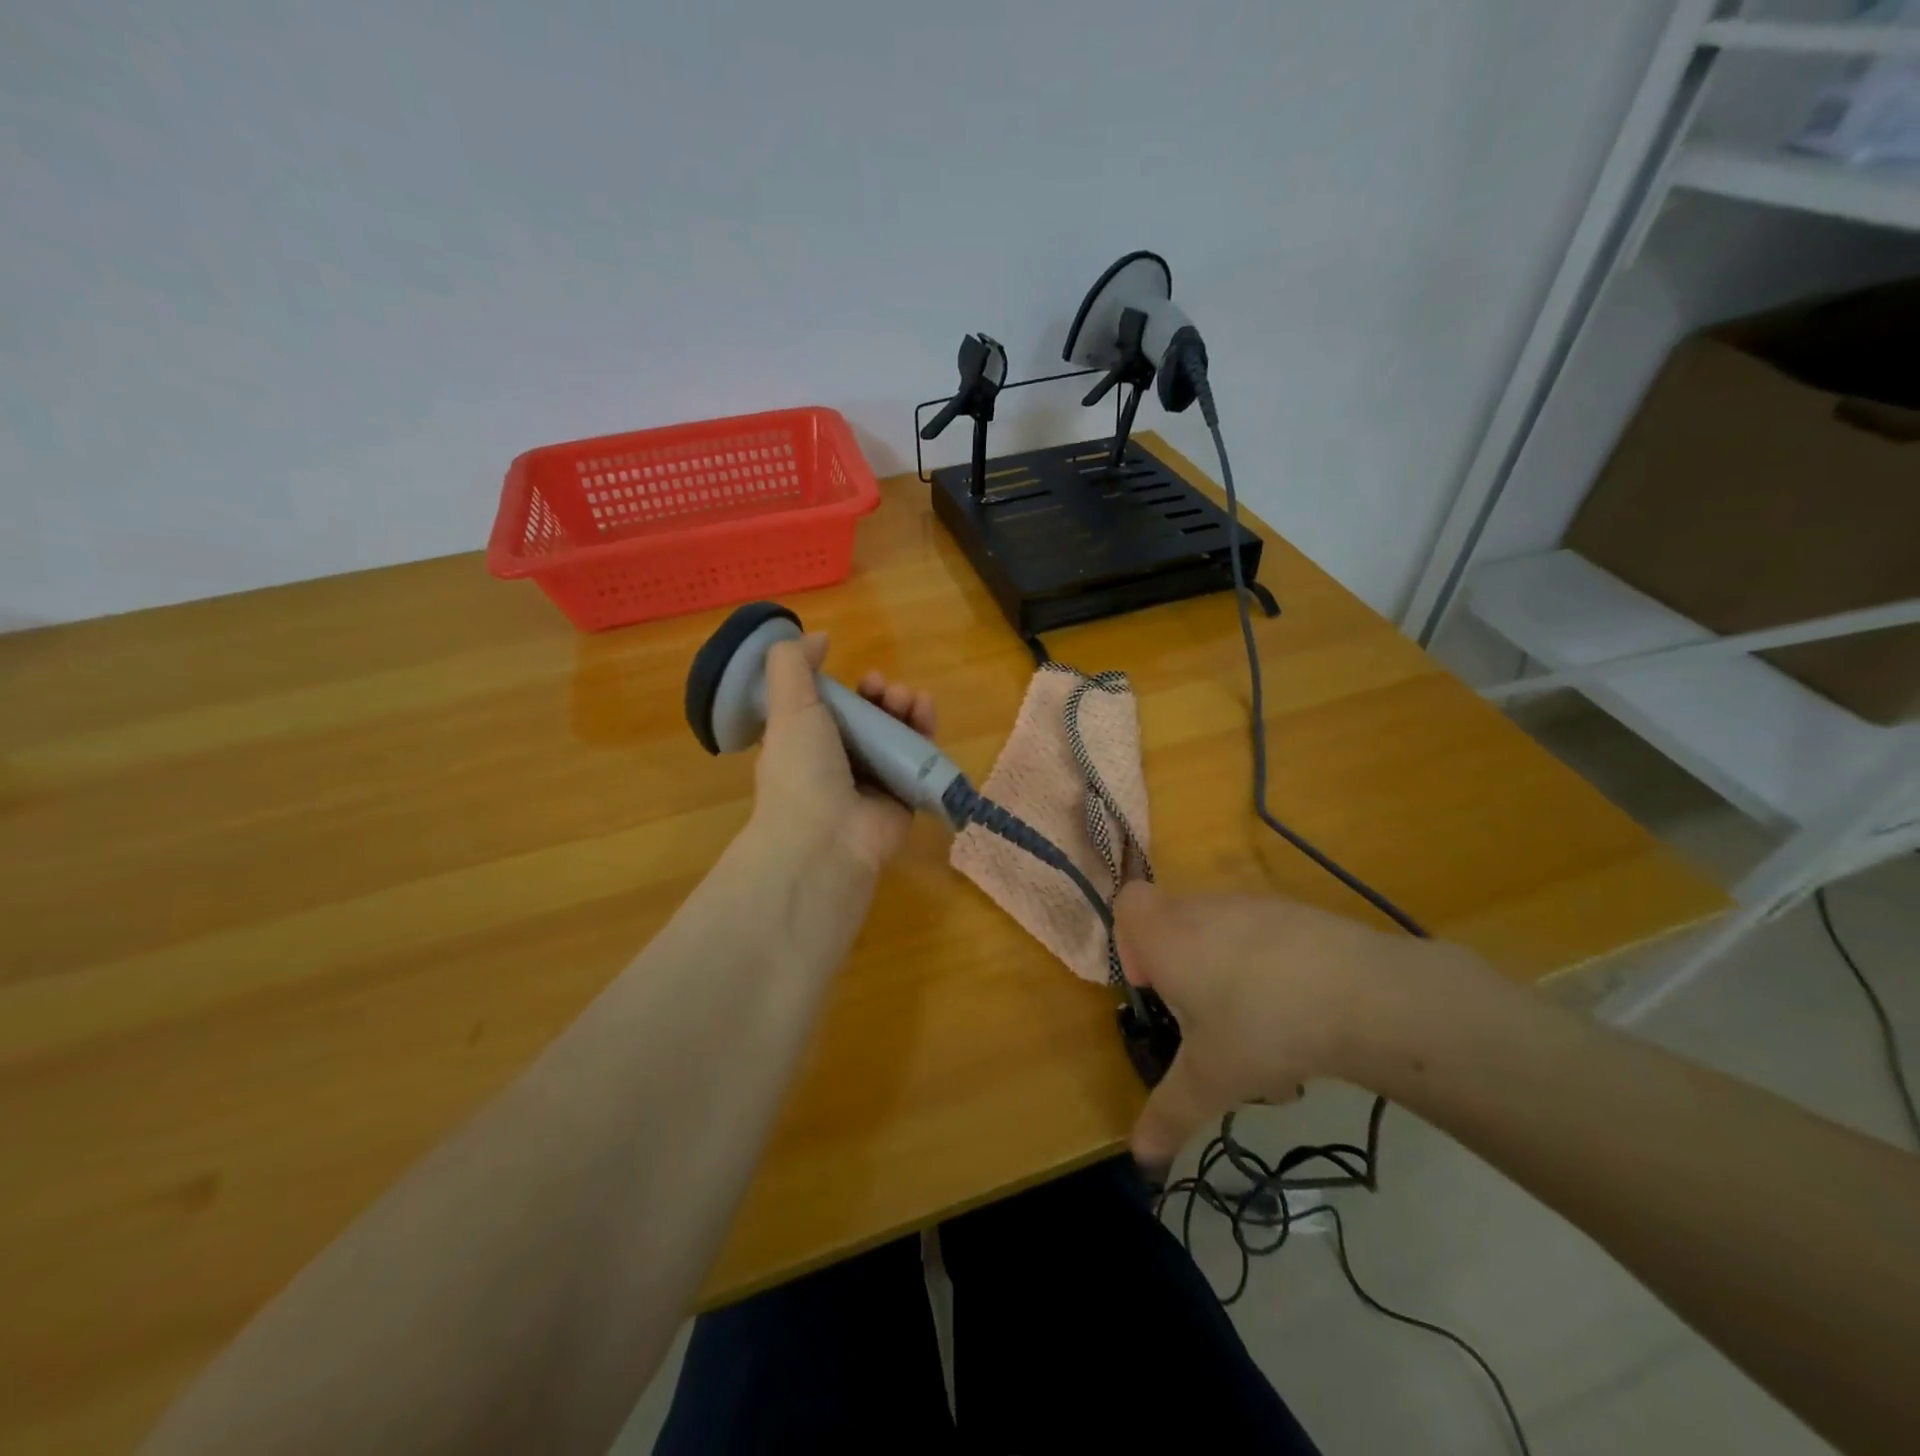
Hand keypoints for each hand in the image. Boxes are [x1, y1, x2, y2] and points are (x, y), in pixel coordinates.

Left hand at [751, 634, 937, 873]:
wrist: (825, 838)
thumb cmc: (801, 768)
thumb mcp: (788, 705)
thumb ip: (794, 664)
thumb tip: (818, 637)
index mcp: (807, 744)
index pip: (833, 709)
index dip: (848, 688)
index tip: (858, 675)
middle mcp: (839, 763)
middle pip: (870, 718)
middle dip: (881, 696)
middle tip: (884, 689)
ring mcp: (874, 782)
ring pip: (897, 735)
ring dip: (905, 708)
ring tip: (908, 699)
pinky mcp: (905, 798)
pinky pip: (920, 759)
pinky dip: (926, 732)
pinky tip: (926, 712)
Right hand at [1114, 882, 1472, 1165]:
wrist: (1362, 994)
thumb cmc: (1260, 1028)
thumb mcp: (1209, 1081)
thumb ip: (1168, 1114)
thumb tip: (1140, 1158)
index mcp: (1168, 936)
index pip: (1128, 903)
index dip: (1131, 943)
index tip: (1155, 988)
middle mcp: (1205, 910)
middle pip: (1177, 923)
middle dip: (1183, 971)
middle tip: (1205, 1021)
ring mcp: (1255, 907)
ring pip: (1224, 934)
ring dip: (1228, 976)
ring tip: (1261, 1036)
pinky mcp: (1300, 914)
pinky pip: (1268, 938)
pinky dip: (1271, 970)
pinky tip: (1302, 1021)